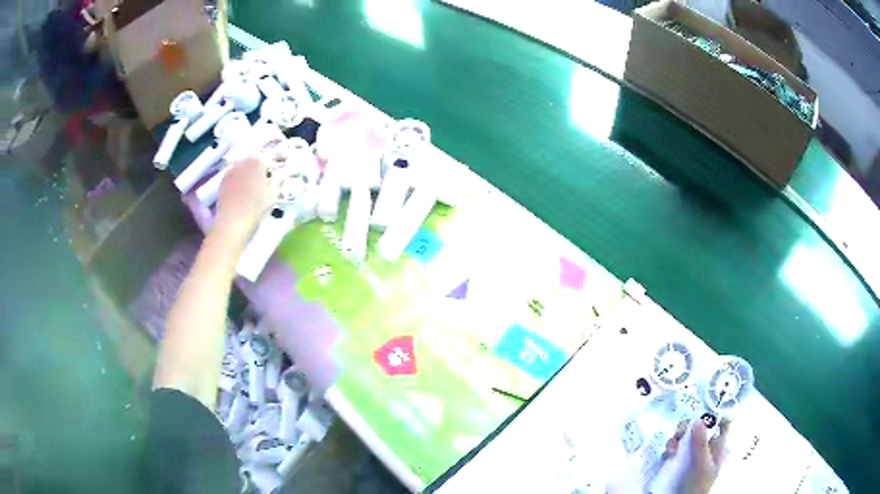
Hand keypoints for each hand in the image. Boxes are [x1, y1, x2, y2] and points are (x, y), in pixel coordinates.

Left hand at [213, 153, 281, 244]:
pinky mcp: (222, 179)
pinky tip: (242, 188)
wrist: (232, 223)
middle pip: (255, 158)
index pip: (270, 157)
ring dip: (249, 170)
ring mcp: (231, 169)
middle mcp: (243, 160)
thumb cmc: (256, 208)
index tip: (279, 170)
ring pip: (243, 165)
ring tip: (253, 183)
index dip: (276, 163)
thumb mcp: (273, 194)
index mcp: (258, 160)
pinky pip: (234, 173)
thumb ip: (278, 179)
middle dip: (261, 165)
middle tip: (266, 177)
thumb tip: (282, 172)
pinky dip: (239, 177)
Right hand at [664, 419, 730, 493]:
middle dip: (688, 427)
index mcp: (719, 445)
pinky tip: (667, 454)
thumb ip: (701, 443)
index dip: (715, 415)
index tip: (702, 413)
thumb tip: (698, 419)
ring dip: (677, 438)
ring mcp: (693, 454)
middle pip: (700, 427)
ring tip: (671, 448)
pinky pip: (676, 448)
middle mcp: (707, 447)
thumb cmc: (698, 484)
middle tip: (681, 432)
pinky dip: (671, 448)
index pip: (723, 423)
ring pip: (686, 437)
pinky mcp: (680, 461)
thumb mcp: (701, 464)